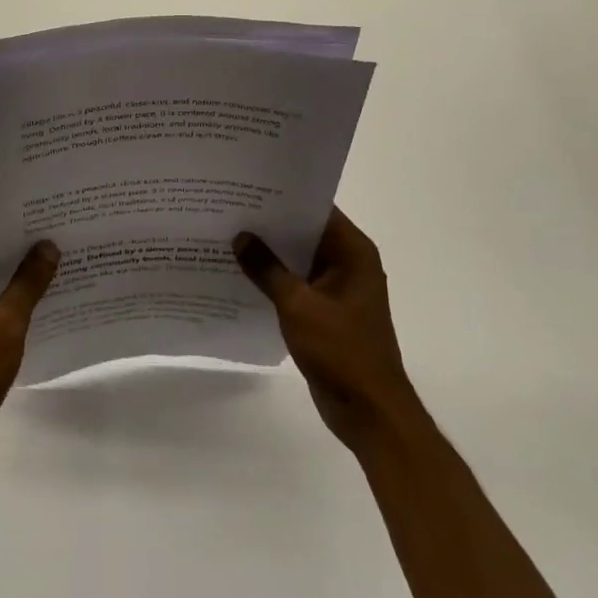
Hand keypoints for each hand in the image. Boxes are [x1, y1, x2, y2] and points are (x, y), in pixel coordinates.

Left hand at [0, 227, 58, 474]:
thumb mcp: (5, 324)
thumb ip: (28, 282)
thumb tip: (48, 245)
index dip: (6, 215)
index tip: (40, 206)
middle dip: (15, 242)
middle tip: (56, 228)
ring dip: (12, 272)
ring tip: (55, 258)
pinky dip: (4, 297)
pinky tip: (39, 298)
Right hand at [235, 208, 420, 455]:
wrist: (369, 412)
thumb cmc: (340, 350)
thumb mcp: (297, 305)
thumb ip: (267, 269)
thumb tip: (240, 237)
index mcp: (353, 251)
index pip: (316, 208)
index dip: (283, 196)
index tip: (248, 185)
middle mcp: (349, 263)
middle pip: (305, 231)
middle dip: (270, 223)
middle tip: (229, 207)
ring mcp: (338, 288)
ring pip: (298, 259)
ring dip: (270, 253)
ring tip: (228, 235)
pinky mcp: (327, 311)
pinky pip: (297, 284)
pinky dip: (274, 279)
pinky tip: (241, 275)